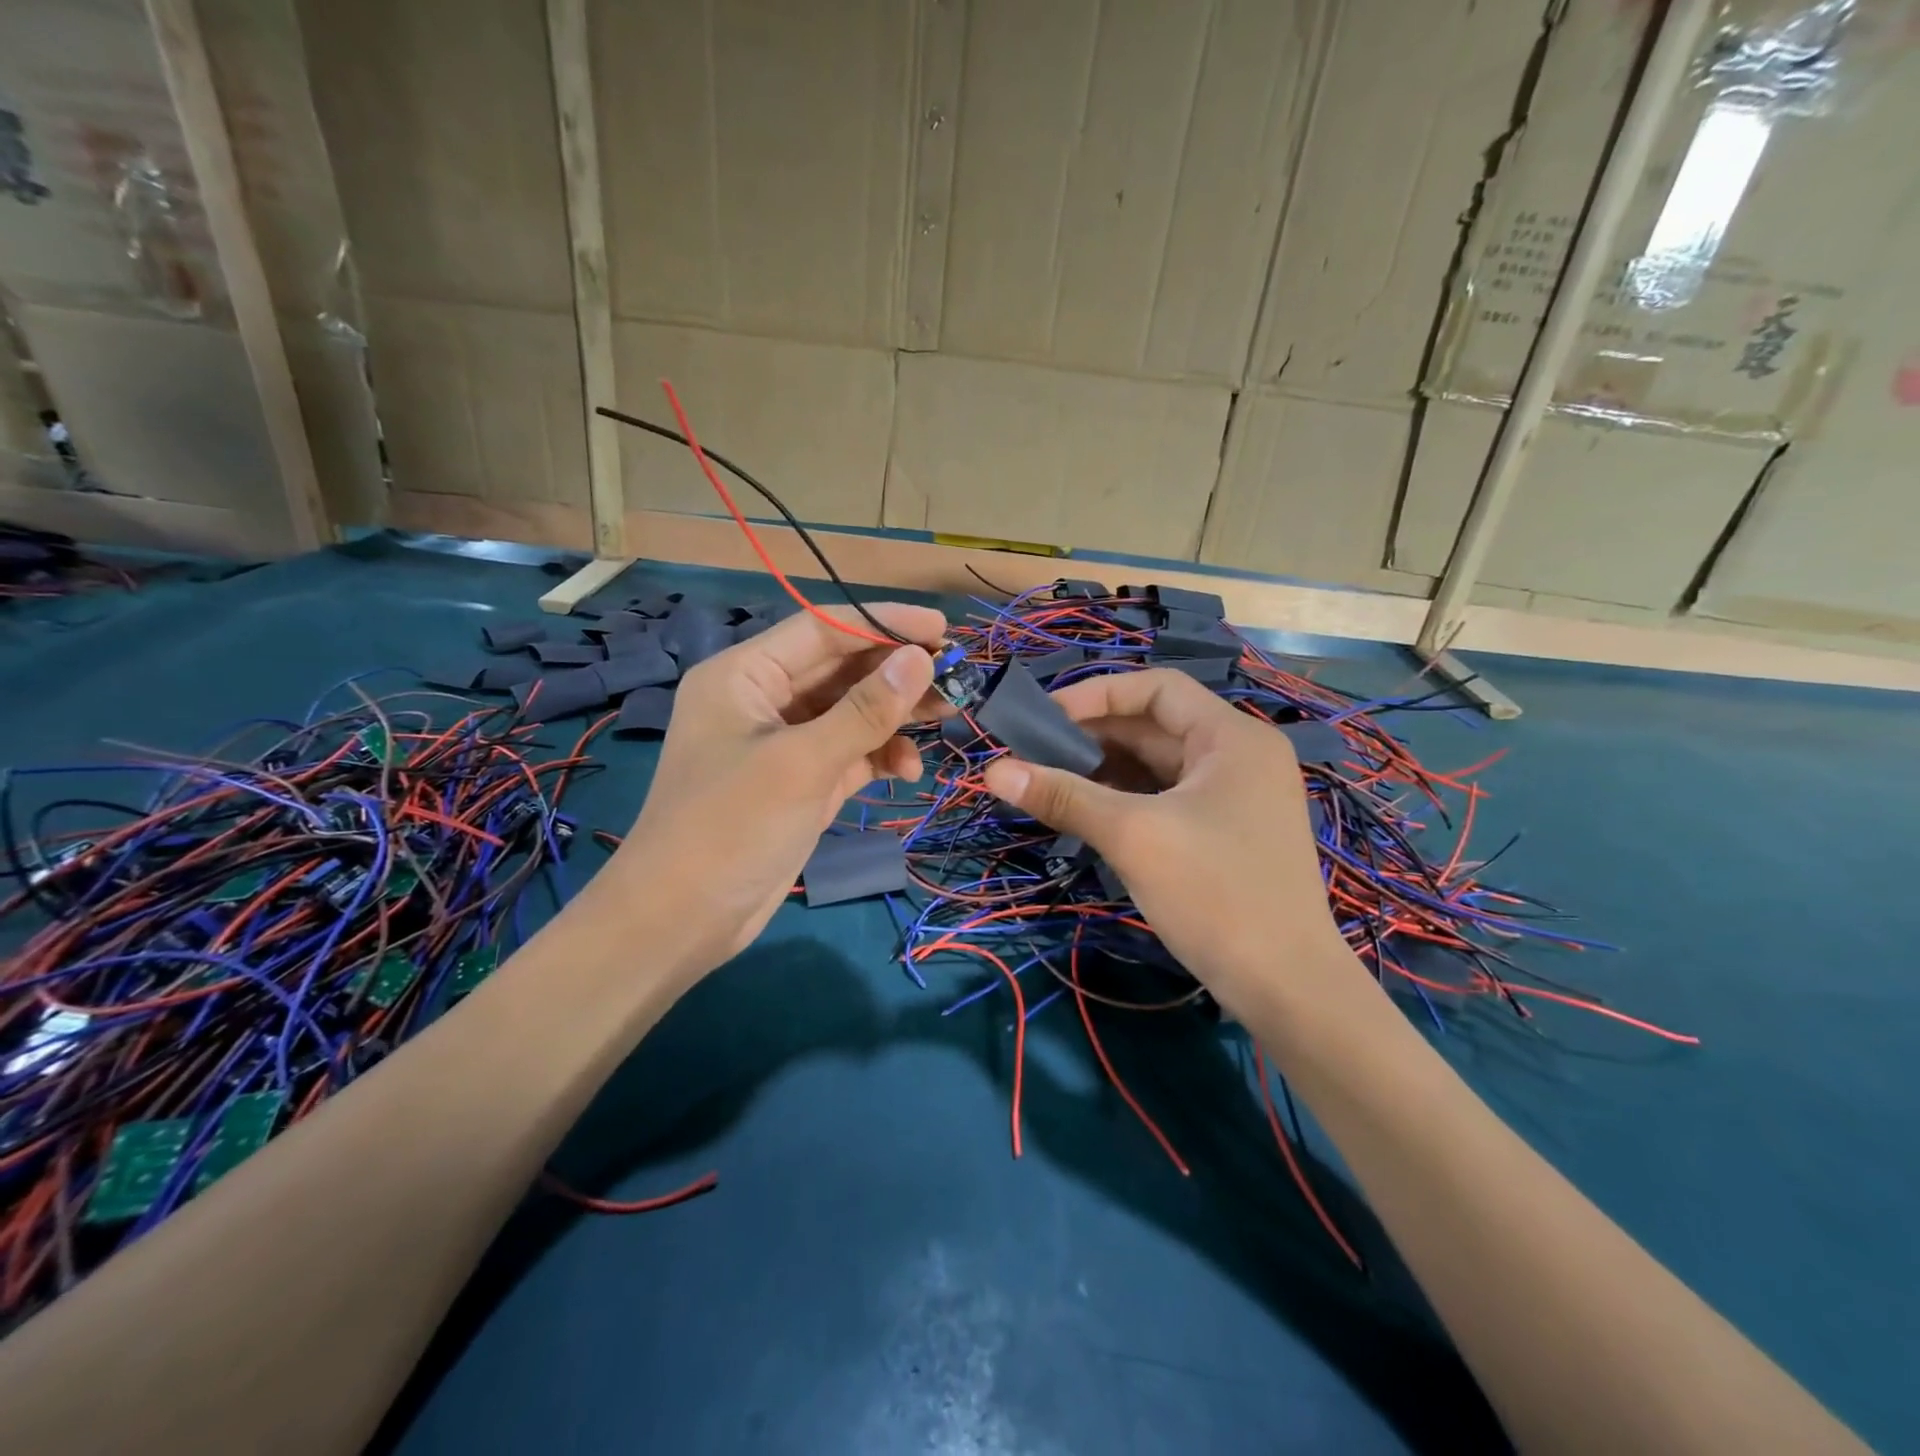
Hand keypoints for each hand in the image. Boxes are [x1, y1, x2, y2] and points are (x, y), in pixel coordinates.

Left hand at [605, 603, 945, 979]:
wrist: (682, 920)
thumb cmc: (731, 828)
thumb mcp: (803, 763)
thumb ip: (865, 710)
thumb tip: (922, 657)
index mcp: (744, 674)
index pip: (822, 629)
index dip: (884, 624)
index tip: (941, 628)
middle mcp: (763, 699)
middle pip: (841, 669)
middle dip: (896, 672)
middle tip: (956, 675)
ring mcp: (783, 743)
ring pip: (851, 712)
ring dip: (895, 715)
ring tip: (947, 715)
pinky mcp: (801, 781)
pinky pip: (849, 752)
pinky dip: (880, 755)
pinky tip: (908, 769)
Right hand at [981, 668, 1366, 1020]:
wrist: (1288, 988)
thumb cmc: (1215, 894)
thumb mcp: (1133, 837)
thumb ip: (1064, 796)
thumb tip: (992, 771)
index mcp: (1231, 737)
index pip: (1157, 687)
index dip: (1097, 695)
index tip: (1044, 717)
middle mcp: (1239, 755)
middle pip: (1155, 725)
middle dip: (1094, 735)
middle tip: (1034, 753)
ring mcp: (1236, 796)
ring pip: (1159, 764)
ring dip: (1106, 768)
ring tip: (1050, 781)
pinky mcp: (1227, 832)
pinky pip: (1168, 797)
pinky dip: (1127, 798)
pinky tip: (1087, 812)